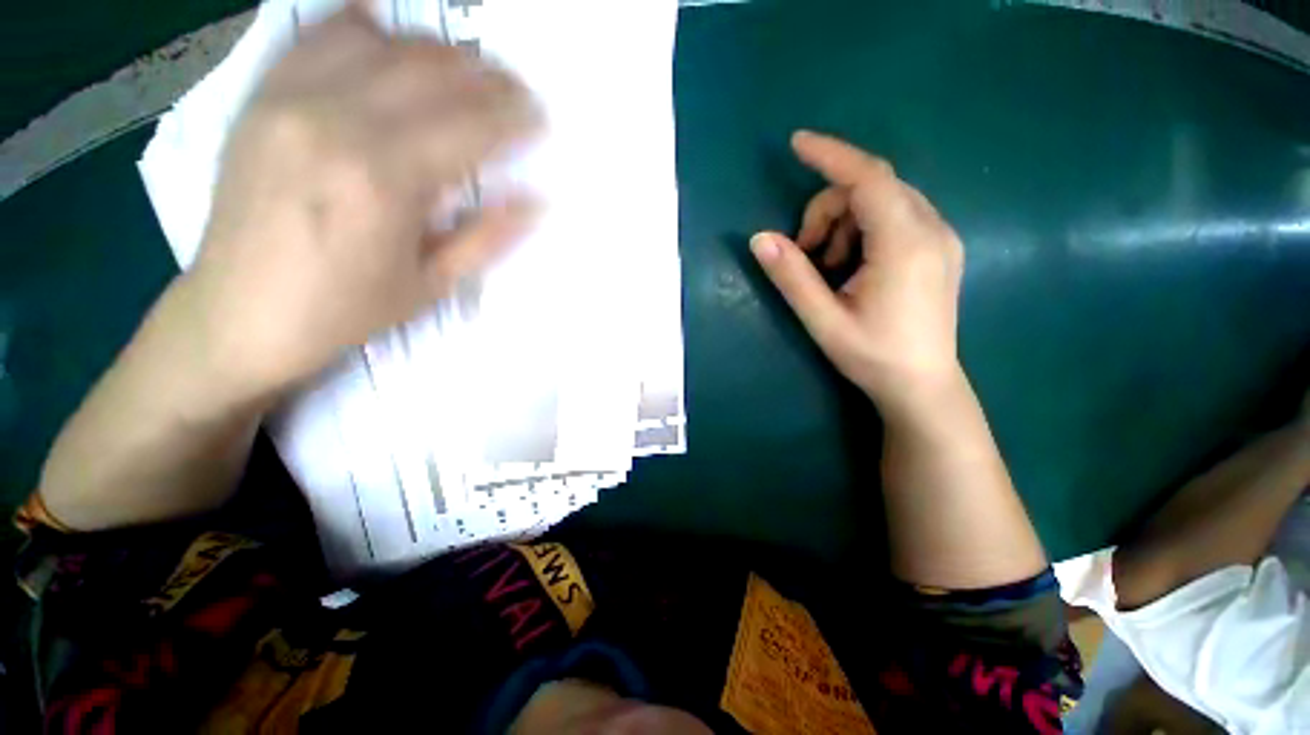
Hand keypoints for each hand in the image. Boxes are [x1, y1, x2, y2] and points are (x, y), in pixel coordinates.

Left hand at [182, 5, 542, 403]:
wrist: (238, 313)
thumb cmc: (344, 309)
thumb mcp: (430, 285)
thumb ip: (485, 237)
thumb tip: (535, 202)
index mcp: (383, 180)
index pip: (467, 127)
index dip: (512, 117)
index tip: (540, 117)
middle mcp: (335, 121)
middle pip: (428, 71)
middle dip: (485, 76)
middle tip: (515, 89)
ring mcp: (289, 99)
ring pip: (379, 42)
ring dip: (434, 50)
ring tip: (464, 68)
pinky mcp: (260, 97)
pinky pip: (316, 35)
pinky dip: (361, 26)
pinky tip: (387, 35)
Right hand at [751, 131, 964, 408]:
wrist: (923, 386)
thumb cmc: (872, 356)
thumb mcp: (823, 319)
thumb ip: (792, 276)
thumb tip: (759, 238)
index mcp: (905, 244)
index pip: (868, 177)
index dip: (830, 155)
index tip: (796, 143)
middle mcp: (932, 229)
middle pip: (872, 187)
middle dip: (828, 209)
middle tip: (805, 253)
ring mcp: (941, 238)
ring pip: (884, 201)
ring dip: (844, 221)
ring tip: (828, 266)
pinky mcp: (939, 249)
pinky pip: (896, 216)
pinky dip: (864, 229)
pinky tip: (852, 265)